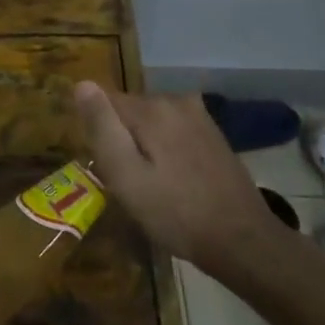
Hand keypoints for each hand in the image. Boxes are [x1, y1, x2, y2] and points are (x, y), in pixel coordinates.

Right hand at [74, 82, 312, 287]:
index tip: (103, 165)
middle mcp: (177, 100)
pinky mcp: (213, 134)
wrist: (241, 240)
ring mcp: (199, 116)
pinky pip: (172, 131)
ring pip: (151, 122)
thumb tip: (82, 84)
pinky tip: (171, 180)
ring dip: (142, 145)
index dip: (97, 133)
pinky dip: (163, 149)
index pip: (104, 102)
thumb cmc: (175, 213)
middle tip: (125, 181)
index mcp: (152, 108)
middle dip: (120, 138)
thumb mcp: (126, 176)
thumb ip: (102, 127)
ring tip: (148, 184)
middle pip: (128, 111)